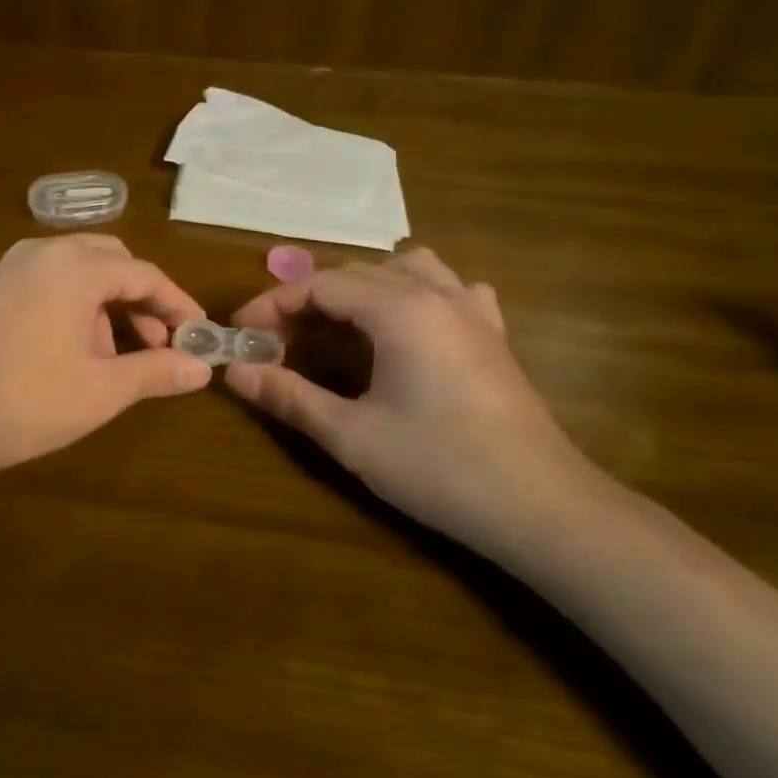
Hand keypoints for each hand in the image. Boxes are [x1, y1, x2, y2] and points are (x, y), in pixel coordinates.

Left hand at [0, 235, 212, 484]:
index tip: (197, 333)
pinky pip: (36, 283)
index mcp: (73, 267)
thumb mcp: (101, 390)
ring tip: (106, 356)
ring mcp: (1, 270)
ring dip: (99, 303)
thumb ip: (156, 371)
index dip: (176, 303)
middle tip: (154, 341)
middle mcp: (37, 253)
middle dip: (137, 297)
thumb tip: (203, 368)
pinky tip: (59, 351)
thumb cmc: (25, 402)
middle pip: (106, 259)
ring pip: (69, 270)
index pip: (142, 273)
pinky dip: (63, 304)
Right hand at [225, 248, 601, 558]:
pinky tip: (412, 325)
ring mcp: (472, 312)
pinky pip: (452, 289)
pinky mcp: (493, 336)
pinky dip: (419, 293)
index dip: (272, 304)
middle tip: (277, 341)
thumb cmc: (440, 468)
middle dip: (308, 300)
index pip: (320, 285)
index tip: (241, 332)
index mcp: (399, 309)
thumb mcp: (351, 435)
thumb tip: (234, 372)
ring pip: (407, 268)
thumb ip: (288, 396)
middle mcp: (436, 294)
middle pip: (356, 274)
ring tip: (340, 323)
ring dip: (363, 286)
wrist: (543, 509)